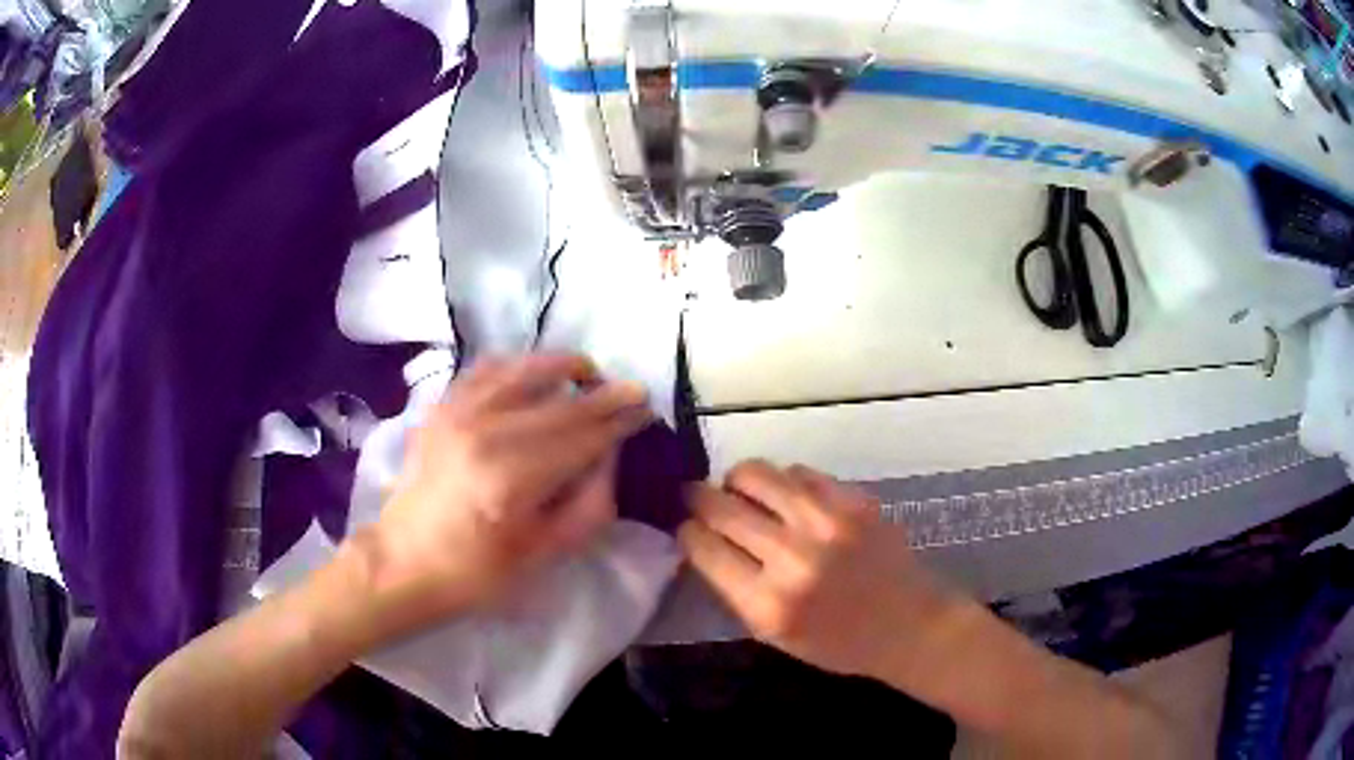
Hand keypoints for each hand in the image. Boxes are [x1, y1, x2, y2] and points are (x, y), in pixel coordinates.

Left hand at [354, 354, 652, 639]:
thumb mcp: (544, 554)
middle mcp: (485, 433)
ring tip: (587, 371)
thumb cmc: (476, 573)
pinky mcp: (440, 409)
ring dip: (560, 366)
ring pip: (522, 372)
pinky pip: (484, 370)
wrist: (402, 563)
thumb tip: (610, 456)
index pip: (582, 437)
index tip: (647, 408)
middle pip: (559, 403)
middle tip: (633, 389)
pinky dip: (514, 364)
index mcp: (513, 479)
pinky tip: (531, 372)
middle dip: (602, 394)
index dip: (619, 421)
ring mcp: (457, 414)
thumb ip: (589, 504)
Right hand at [679, 461, 954, 680]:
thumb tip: (702, 538)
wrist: (907, 624)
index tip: (686, 528)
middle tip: (697, 498)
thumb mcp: (772, 633)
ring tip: (740, 491)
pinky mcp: (854, 500)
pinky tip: (787, 498)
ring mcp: (827, 523)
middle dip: (698, 499)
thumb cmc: (836, 642)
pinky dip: (783, 482)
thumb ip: (734, 587)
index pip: (702, 547)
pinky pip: (799, 472)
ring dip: (737, 481)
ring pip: (755, 473)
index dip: (686, 532)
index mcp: (767, 604)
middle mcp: (793, 558)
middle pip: (720, 506)